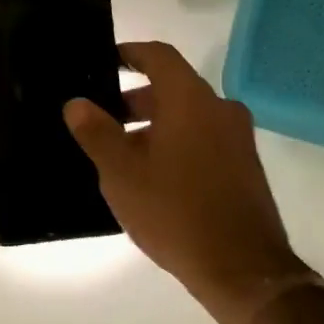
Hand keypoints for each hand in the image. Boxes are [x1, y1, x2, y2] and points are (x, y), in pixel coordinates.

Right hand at [64, 42, 309, 323]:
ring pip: (189, 116)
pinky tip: (154, 176)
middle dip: (136, 99)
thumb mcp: (122, 173)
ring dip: (155, 125)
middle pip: (174, 88)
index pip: (160, 56)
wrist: (243, 269)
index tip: (108, 60)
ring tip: (123, 154)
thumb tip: (77, 103)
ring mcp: (238, 138)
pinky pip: (205, 139)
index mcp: (191, 100)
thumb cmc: (175, 211)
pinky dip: (177, 143)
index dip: (131, 53)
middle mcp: (220, 109)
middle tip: (103, 118)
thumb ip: (97, 133)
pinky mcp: (245, 166)